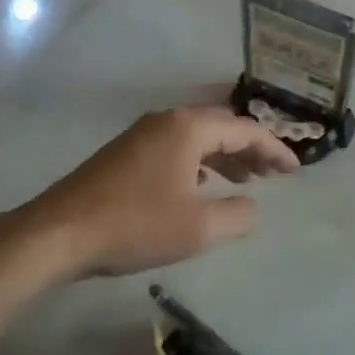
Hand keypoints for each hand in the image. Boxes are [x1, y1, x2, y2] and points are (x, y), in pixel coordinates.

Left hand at [24, 106, 299, 277]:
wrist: (59, 233)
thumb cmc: (135, 225)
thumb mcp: (198, 228)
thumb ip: (237, 215)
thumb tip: (253, 207)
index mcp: (188, 128)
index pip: (244, 130)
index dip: (274, 150)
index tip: (295, 171)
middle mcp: (166, 121)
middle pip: (220, 127)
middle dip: (250, 149)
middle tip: (274, 174)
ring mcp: (141, 135)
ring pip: (196, 138)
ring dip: (224, 157)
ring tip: (246, 179)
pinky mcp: (124, 154)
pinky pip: (175, 149)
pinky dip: (198, 163)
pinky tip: (202, 186)